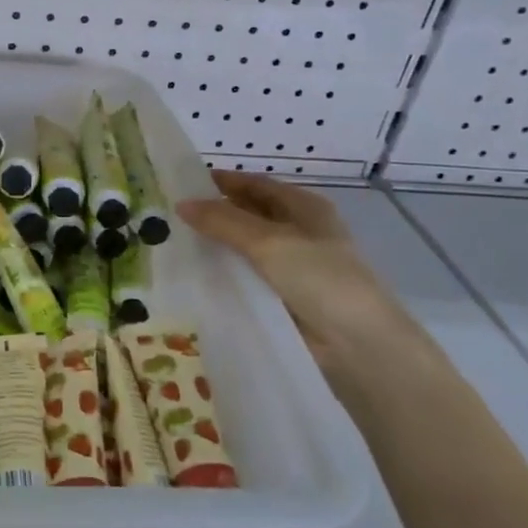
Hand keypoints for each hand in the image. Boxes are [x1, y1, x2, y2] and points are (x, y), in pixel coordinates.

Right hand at [178, 172, 442, 409]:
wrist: (360, 346)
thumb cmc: (320, 278)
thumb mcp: (268, 241)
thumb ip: (223, 221)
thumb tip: (181, 204)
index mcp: (303, 207)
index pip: (254, 184)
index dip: (220, 182)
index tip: (180, 184)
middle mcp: (299, 231)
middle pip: (248, 215)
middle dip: (213, 214)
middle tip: (168, 216)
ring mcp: (293, 266)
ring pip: (245, 249)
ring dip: (216, 246)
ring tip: (172, 244)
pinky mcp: (284, 297)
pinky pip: (247, 278)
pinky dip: (225, 275)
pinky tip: (194, 276)